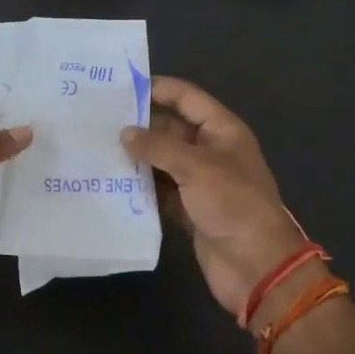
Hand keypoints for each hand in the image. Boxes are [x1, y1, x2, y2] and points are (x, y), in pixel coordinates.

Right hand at [121, 77, 304, 316]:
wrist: (256, 266)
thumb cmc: (233, 204)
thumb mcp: (196, 167)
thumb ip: (158, 146)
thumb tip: (124, 133)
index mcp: (222, 131)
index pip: (187, 98)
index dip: (158, 89)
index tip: (121, 87)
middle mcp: (210, 151)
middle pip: (171, 128)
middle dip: (140, 124)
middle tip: (99, 120)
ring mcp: (199, 182)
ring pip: (162, 160)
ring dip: (136, 156)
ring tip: (97, 148)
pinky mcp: (189, 209)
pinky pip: (160, 190)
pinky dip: (141, 186)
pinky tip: (112, 181)